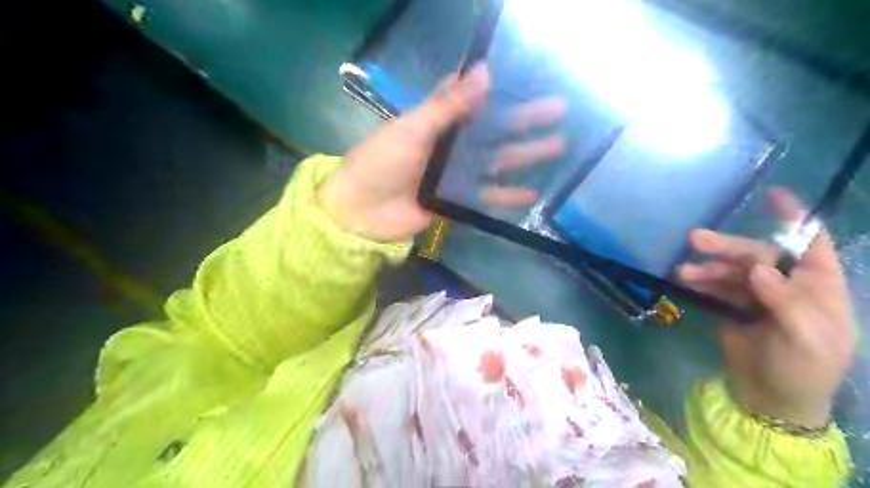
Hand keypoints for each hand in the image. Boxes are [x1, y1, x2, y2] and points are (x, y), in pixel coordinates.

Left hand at [323, 63, 568, 240]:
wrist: (361, 212)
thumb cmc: (381, 162)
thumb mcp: (413, 129)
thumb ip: (449, 105)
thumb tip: (486, 71)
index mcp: (438, 122)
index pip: (474, 99)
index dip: (498, 89)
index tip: (528, 77)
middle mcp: (450, 146)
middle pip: (494, 130)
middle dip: (525, 120)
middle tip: (559, 110)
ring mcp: (454, 175)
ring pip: (496, 162)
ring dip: (525, 156)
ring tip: (557, 146)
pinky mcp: (455, 202)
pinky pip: (486, 197)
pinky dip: (507, 196)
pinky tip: (532, 194)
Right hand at [679, 187, 853, 426]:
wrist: (771, 397)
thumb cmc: (804, 368)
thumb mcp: (806, 338)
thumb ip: (786, 301)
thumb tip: (758, 269)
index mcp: (818, 286)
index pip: (810, 242)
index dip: (793, 218)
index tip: (771, 195)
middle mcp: (787, 284)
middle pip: (757, 253)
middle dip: (727, 246)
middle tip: (695, 239)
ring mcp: (757, 294)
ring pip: (731, 269)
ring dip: (707, 266)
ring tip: (683, 271)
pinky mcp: (733, 305)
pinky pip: (715, 286)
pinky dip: (700, 281)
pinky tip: (684, 280)